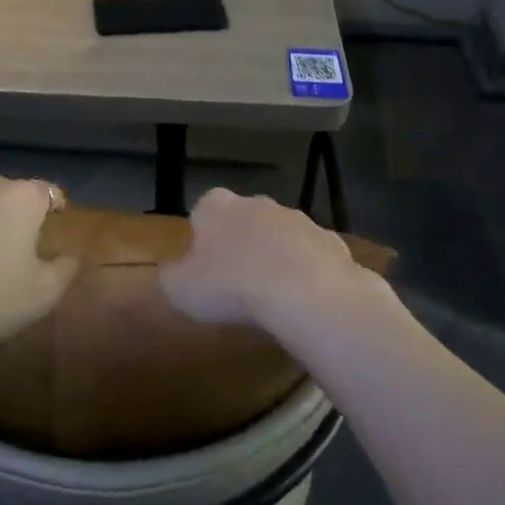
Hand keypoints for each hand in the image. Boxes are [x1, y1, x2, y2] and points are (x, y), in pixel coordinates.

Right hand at [161, 188, 379, 336]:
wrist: (304, 293)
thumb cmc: (230, 287)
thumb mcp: (180, 290)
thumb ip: (173, 277)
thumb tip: (176, 274)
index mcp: (217, 207)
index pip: (204, 210)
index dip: (204, 237)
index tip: (205, 267)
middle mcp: (257, 203)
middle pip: (245, 220)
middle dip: (242, 243)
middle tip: (237, 282)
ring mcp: (298, 219)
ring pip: (281, 236)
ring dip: (276, 257)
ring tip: (273, 297)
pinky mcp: (331, 241)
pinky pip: (313, 257)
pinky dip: (308, 273)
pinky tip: (305, 301)